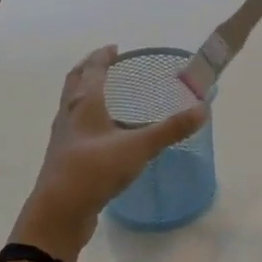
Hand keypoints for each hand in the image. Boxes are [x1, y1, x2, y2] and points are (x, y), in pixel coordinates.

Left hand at [12, 46, 207, 261]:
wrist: (58, 213)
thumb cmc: (94, 170)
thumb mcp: (138, 148)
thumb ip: (170, 129)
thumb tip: (202, 109)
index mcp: (85, 103)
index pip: (93, 69)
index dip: (103, 56)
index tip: (115, 48)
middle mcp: (70, 114)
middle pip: (75, 81)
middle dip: (89, 68)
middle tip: (105, 62)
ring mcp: (64, 137)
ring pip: (71, 104)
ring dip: (84, 92)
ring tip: (102, 93)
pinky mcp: (64, 159)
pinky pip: (74, 128)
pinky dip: (85, 119)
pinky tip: (100, 133)